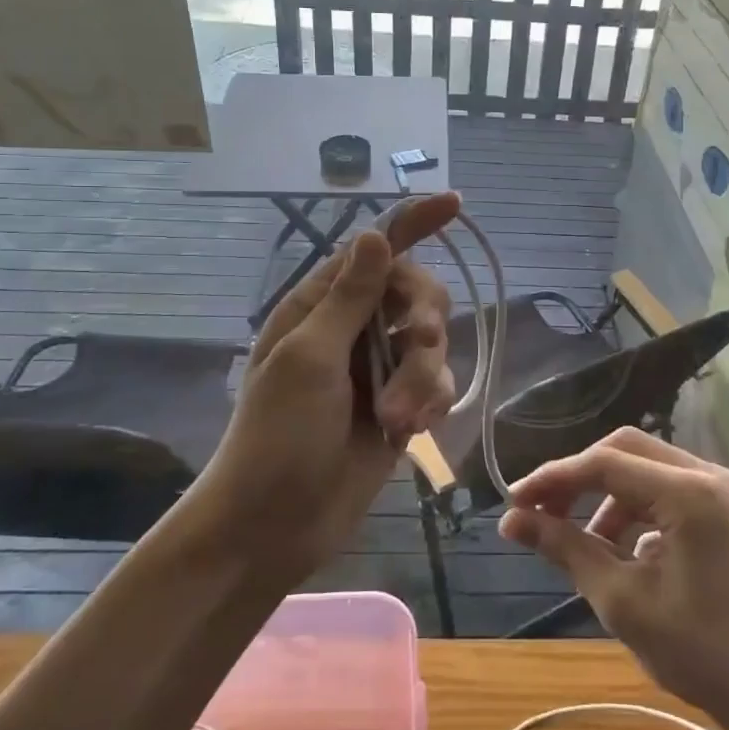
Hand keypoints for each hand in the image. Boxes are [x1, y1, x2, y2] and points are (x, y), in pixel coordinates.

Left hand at [193, 193, 460, 584]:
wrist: (273, 526)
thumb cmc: (277, 438)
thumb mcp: (309, 359)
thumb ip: (349, 297)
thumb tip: (374, 234)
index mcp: (321, 307)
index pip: (375, 251)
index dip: (414, 223)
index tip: (455, 203)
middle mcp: (353, 330)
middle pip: (418, 295)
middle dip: (426, 322)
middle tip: (423, 347)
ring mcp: (379, 370)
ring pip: (433, 344)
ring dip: (423, 378)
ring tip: (396, 418)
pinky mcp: (399, 407)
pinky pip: (437, 385)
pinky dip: (429, 403)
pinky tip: (408, 431)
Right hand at [499, 428, 728, 729]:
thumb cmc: (703, 654)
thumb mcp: (623, 601)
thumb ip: (567, 549)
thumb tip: (511, 520)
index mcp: (689, 492)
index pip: (605, 463)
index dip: (554, 478)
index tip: (514, 502)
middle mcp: (709, 474)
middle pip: (625, 449)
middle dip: (578, 477)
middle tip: (540, 511)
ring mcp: (723, 489)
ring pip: (645, 466)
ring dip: (605, 493)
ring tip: (578, 540)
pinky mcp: (727, 508)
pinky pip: (667, 488)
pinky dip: (635, 507)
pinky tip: (622, 548)